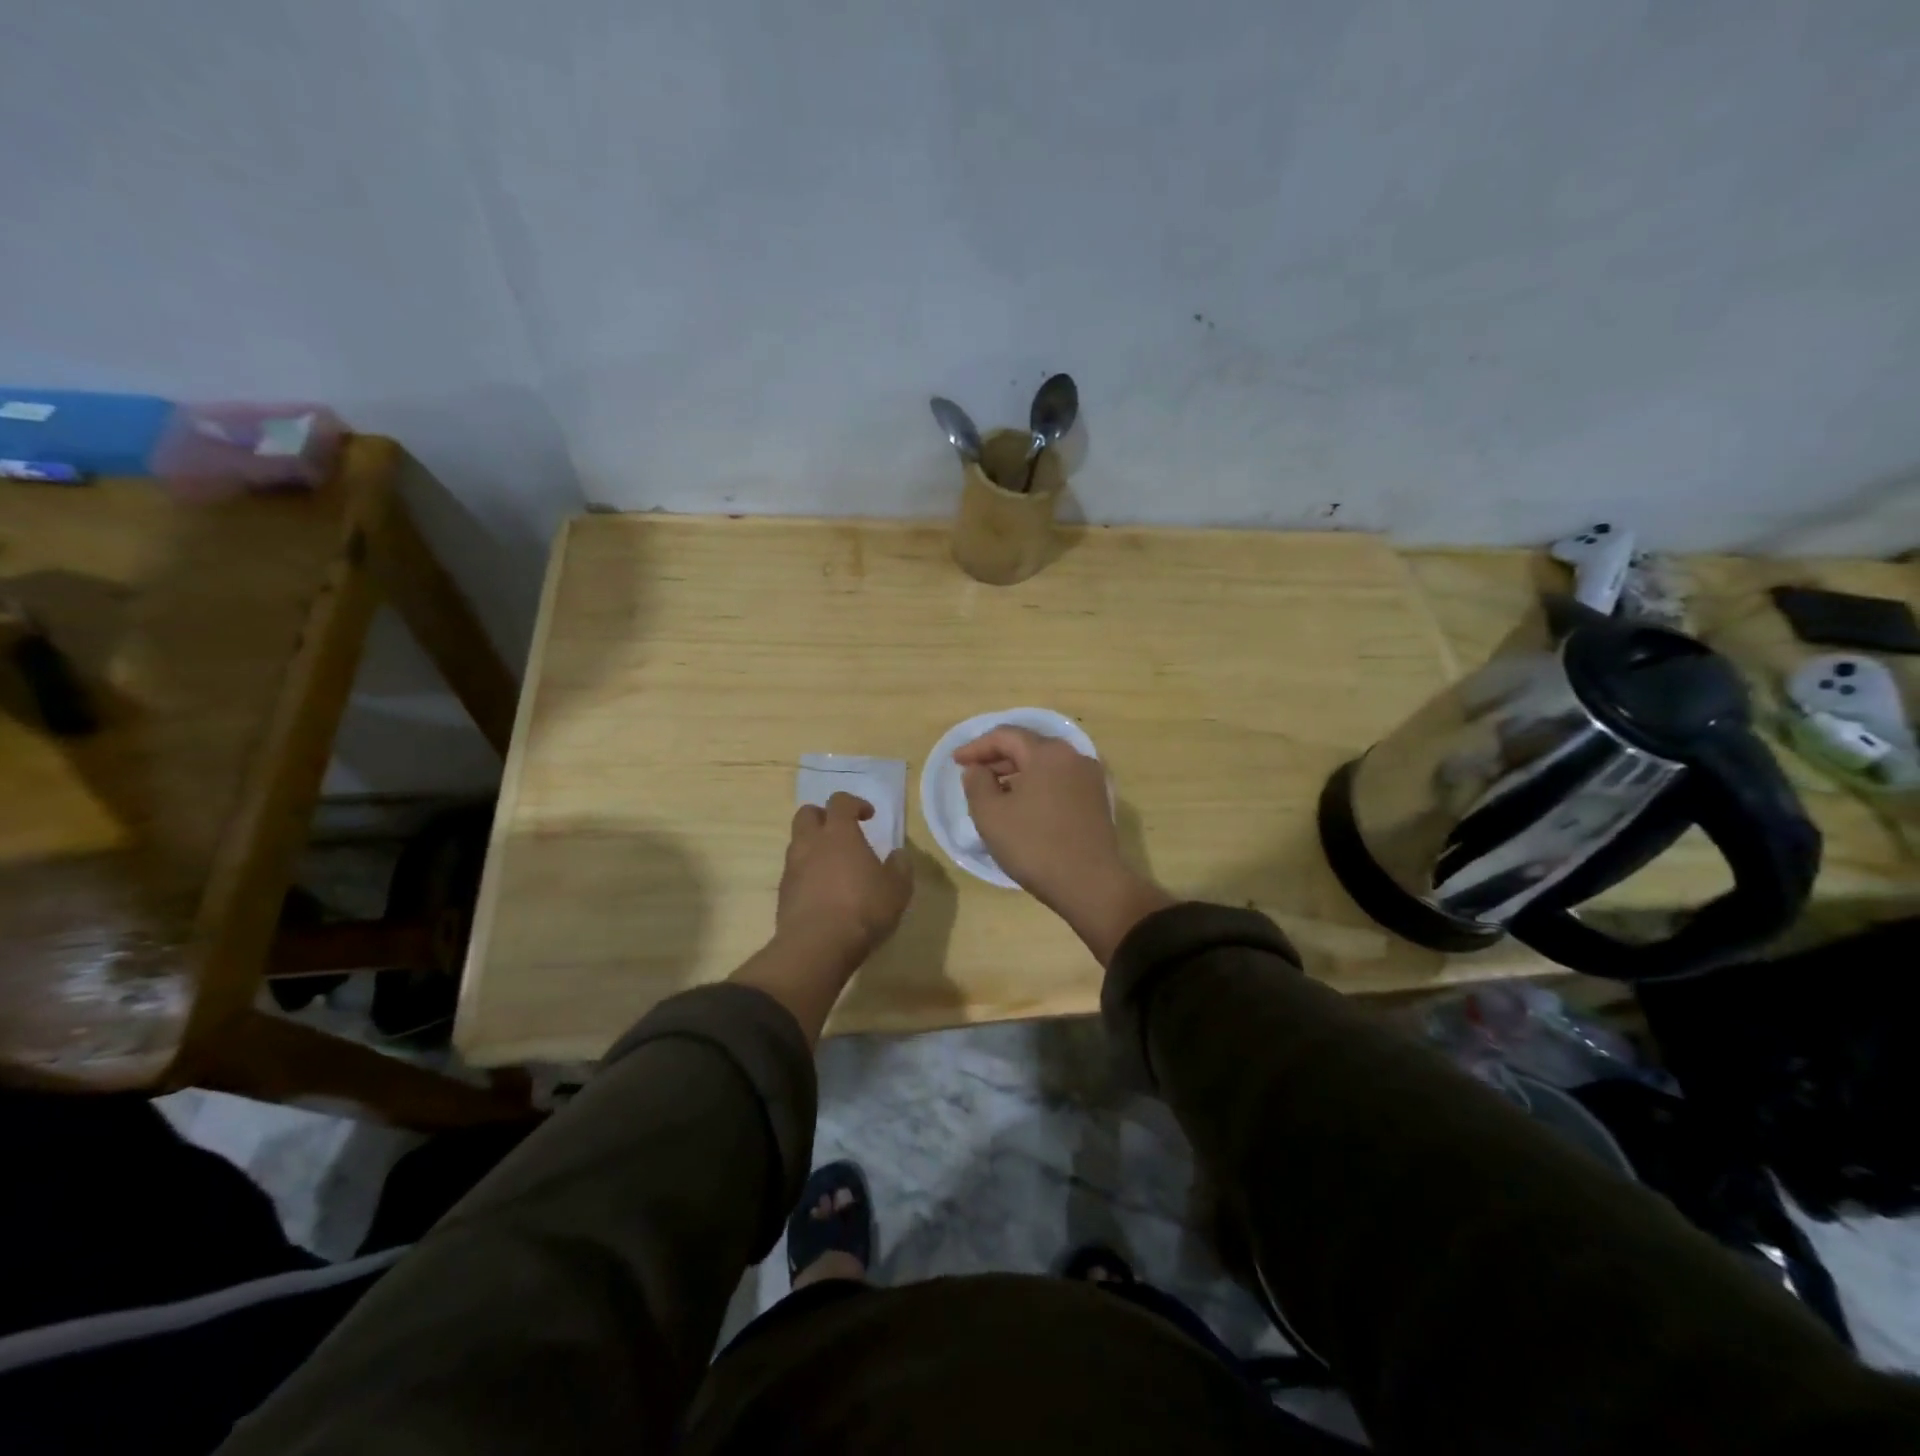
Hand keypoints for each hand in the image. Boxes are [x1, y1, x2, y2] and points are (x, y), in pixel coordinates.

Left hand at [777, 793, 913, 965]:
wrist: (817, 946)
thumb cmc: (863, 909)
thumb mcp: (897, 889)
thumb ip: (900, 867)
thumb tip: (898, 855)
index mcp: (839, 834)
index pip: (840, 802)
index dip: (855, 804)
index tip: (868, 816)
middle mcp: (811, 843)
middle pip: (807, 814)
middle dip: (823, 817)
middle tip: (841, 832)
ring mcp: (792, 868)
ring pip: (797, 843)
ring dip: (813, 846)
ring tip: (833, 866)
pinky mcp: (783, 893)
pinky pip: (794, 871)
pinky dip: (806, 873)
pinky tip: (822, 891)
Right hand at [954, 728, 1145, 924]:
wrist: (1090, 884)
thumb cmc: (1034, 845)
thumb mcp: (990, 814)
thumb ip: (977, 783)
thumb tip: (978, 769)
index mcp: (1048, 753)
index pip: (1006, 736)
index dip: (977, 746)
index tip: (956, 761)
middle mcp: (1074, 756)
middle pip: (1028, 747)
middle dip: (997, 758)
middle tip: (973, 774)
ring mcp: (1090, 778)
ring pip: (1045, 765)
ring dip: (1017, 773)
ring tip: (995, 792)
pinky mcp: (1097, 800)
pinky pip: (1060, 781)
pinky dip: (1037, 786)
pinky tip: (1023, 807)